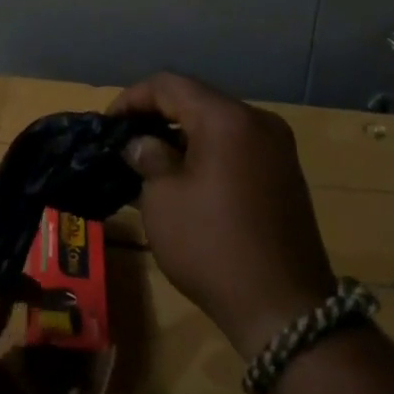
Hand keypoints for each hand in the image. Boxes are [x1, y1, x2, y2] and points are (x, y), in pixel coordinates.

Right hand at [110, 73, 336, 357]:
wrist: (285, 309)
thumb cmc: (213, 246)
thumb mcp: (164, 200)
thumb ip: (149, 157)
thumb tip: (142, 143)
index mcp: (227, 118)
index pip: (169, 85)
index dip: (132, 98)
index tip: (108, 123)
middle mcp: (257, 121)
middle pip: (197, 99)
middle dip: (157, 114)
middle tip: (125, 139)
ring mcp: (277, 148)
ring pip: (218, 123)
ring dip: (182, 134)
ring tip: (150, 158)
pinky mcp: (284, 174)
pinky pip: (236, 146)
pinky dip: (207, 151)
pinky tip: (185, 176)